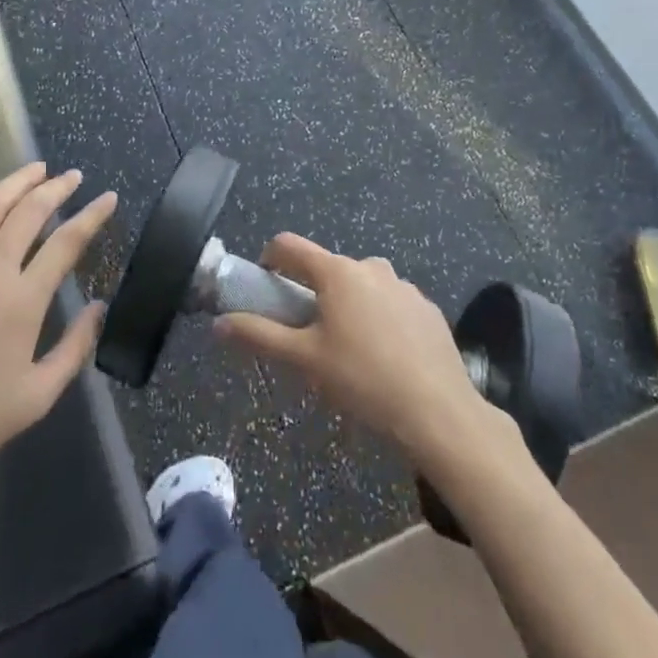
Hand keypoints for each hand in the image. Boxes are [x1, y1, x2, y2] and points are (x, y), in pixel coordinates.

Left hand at [0, 164, 114, 504]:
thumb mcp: (37, 396)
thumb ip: (75, 348)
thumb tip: (100, 307)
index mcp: (22, 301)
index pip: (66, 242)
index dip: (92, 216)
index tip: (108, 198)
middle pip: (28, 213)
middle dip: (56, 189)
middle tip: (72, 177)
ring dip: (15, 182)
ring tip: (36, 170)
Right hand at [216, 235, 506, 472]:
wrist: (438, 411)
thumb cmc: (363, 380)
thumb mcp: (305, 360)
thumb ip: (259, 335)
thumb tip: (219, 324)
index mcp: (337, 272)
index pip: (289, 245)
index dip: (269, 259)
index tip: (265, 286)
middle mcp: (371, 266)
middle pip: (327, 268)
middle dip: (312, 293)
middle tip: (307, 334)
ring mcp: (404, 285)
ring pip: (361, 286)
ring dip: (347, 305)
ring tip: (348, 352)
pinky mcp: (427, 307)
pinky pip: (390, 303)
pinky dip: (378, 319)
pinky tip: (384, 358)